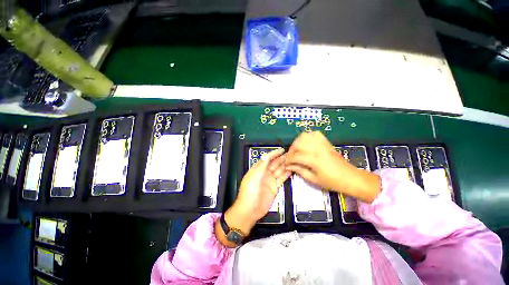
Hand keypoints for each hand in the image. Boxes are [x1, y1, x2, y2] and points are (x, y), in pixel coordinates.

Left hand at [218, 148, 290, 246]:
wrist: (250, 210)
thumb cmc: (250, 192)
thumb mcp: (254, 178)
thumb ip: (261, 167)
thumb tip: (266, 156)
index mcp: (258, 170)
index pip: (267, 159)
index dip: (274, 154)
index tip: (281, 150)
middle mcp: (264, 173)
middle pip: (274, 164)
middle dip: (281, 158)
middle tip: (290, 154)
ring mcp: (270, 181)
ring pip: (278, 170)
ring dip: (285, 165)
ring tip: (293, 160)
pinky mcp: (274, 188)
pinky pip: (281, 179)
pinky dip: (286, 175)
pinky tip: (291, 170)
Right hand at [285, 131, 380, 202]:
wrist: (350, 177)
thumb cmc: (332, 181)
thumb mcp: (313, 179)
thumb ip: (299, 171)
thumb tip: (289, 166)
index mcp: (314, 160)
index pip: (295, 156)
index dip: (288, 160)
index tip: (286, 164)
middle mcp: (317, 149)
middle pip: (298, 143)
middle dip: (291, 150)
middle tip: (290, 157)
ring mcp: (322, 144)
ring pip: (305, 136)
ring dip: (297, 142)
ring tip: (296, 149)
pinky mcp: (326, 142)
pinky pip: (314, 134)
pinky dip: (307, 136)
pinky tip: (305, 142)